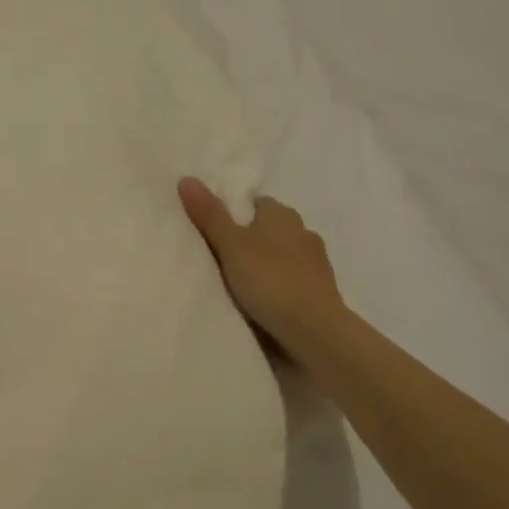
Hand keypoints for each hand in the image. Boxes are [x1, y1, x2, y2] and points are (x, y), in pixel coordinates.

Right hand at [179, 178, 347, 362]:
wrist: (314, 329)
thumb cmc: (269, 279)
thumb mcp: (230, 245)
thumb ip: (209, 214)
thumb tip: (186, 178)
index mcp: (282, 214)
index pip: (256, 204)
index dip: (236, 215)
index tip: (216, 232)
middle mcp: (303, 231)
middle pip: (270, 229)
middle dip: (251, 239)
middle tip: (222, 258)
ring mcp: (316, 262)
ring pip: (283, 254)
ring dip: (267, 263)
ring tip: (241, 282)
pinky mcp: (321, 290)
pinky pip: (293, 278)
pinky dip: (279, 284)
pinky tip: (264, 299)